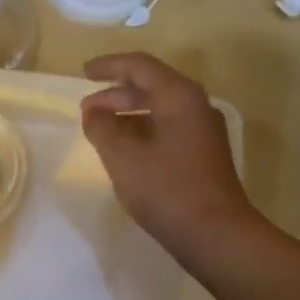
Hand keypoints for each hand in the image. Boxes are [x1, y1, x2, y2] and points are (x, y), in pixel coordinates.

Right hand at [81, 53, 258, 256]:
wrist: (215, 233)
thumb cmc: (166, 189)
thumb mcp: (123, 156)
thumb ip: (102, 128)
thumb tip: (93, 111)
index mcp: (179, 96)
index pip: (140, 66)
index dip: (109, 66)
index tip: (84, 73)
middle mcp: (196, 106)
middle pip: (152, 86)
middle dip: (116, 94)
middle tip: (87, 109)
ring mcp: (203, 131)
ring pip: (160, 109)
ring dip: (129, 114)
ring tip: (101, 130)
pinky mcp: (204, 155)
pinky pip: (168, 129)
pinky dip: (143, 131)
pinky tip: (126, 151)